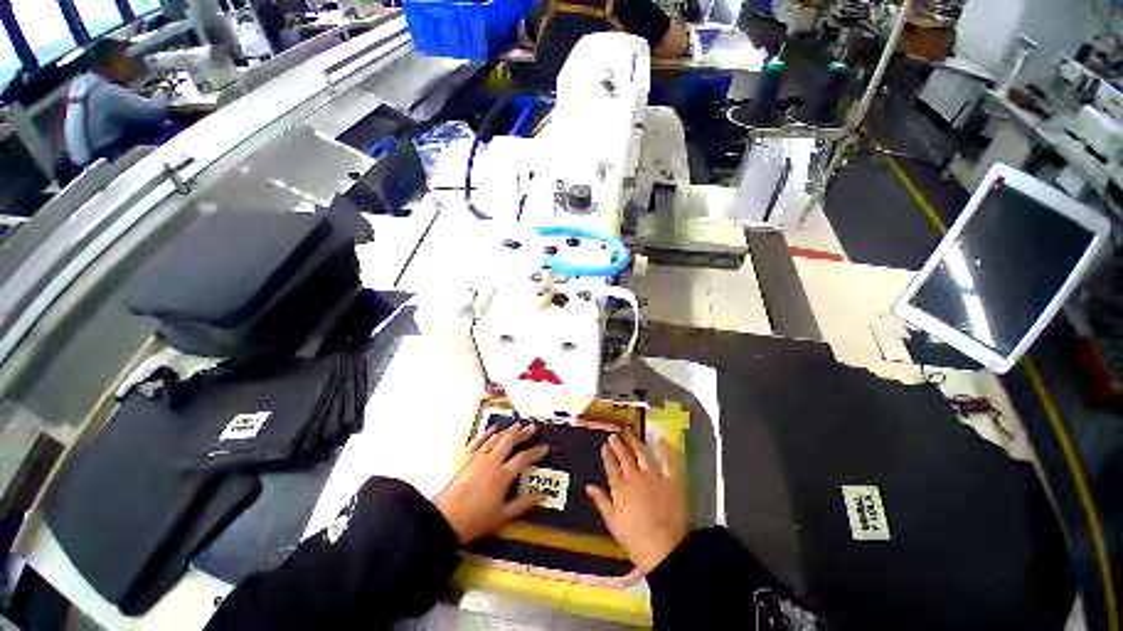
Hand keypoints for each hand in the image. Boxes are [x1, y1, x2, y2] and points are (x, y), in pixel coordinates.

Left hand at [435, 424, 548, 544]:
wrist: (443, 519)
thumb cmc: (475, 520)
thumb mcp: (502, 516)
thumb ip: (522, 504)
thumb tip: (541, 497)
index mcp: (502, 475)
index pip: (524, 458)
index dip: (536, 452)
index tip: (545, 448)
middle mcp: (492, 461)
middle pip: (510, 441)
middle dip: (523, 433)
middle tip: (532, 428)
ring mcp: (477, 456)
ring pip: (496, 437)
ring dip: (508, 431)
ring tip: (517, 426)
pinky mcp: (464, 456)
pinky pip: (479, 439)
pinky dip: (488, 432)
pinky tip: (494, 428)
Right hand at [587, 433, 688, 572]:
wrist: (663, 549)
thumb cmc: (634, 539)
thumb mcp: (612, 522)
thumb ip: (601, 501)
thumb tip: (588, 486)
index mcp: (620, 487)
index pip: (611, 466)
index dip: (607, 455)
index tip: (604, 446)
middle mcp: (634, 477)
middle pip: (624, 456)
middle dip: (618, 444)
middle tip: (614, 436)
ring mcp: (653, 477)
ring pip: (642, 453)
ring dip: (635, 442)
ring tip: (630, 433)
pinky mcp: (671, 480)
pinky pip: (668, 461)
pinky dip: (666, 449)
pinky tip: (662, 439)